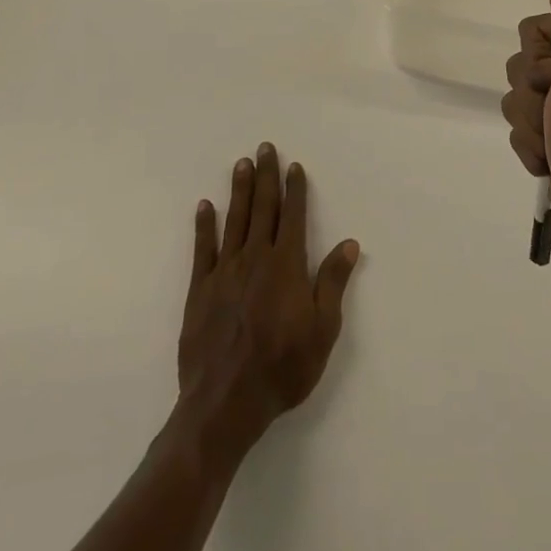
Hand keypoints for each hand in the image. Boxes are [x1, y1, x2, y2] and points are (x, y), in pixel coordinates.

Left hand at [177, 143, 360, 459]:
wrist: (225, 403)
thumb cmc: (282, 368)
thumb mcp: (322, 330)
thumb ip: (333, 282)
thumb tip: (350, 243)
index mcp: (287, 266)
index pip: (293, 216)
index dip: (294, 189)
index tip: (294, 166)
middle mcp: (255, 258)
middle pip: (262, 209)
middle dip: (266, 176)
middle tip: (265, 147)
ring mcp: (225, 272)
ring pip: (234, 220)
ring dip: (239, 190)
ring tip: (241, 164)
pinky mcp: (200, 289)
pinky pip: (203, 249)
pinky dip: (204, 225)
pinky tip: (205, 206)